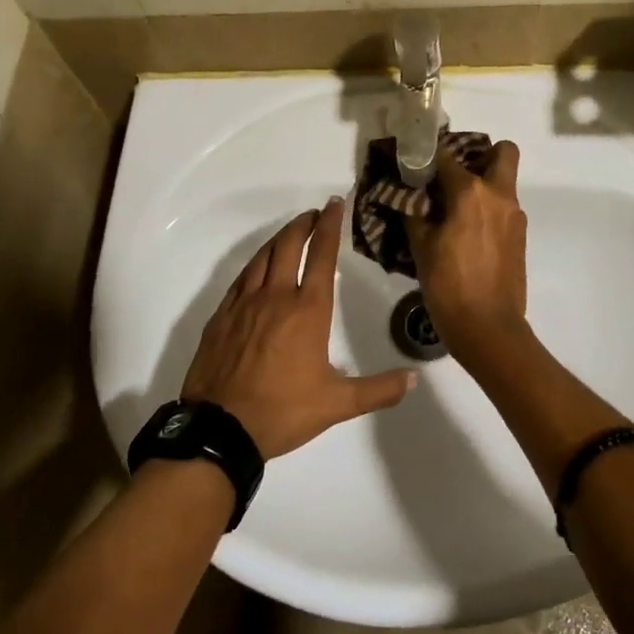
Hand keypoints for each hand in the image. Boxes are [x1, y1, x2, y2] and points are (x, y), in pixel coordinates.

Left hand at [181, 197, 416, 459]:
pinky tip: (258, 268)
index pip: (321, 256)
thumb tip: (414, 379)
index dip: (329, 227)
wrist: (220, 428)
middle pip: (288, 246)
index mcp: (307, 310)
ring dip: (278, 239)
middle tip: (314, 214)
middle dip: (303, 225)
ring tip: (290, 232)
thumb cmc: (283, 411)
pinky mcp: (221, 317)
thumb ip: (378, 390)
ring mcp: (243, 304)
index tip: (334, 204)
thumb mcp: (337, 404)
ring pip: (261, 258)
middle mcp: (275, 297)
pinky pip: (240, 279)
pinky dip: (254, 263)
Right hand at [406, 141, 528, 358]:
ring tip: (452, 210)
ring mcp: (514, 217)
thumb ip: (415, 214)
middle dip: (481, 154)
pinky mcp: (519, 237)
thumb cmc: (449, 285)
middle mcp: (499, 196)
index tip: (414, 161)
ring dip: (482, 186)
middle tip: (454, 175)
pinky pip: (503, 210)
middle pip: (502, 153)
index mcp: (471, 193)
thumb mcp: (421, 248)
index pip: (447, 156)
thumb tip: (410, 197)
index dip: (428, 155)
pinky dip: (487, 211)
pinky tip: (464, 234)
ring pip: (503, 183)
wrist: (488, 327)